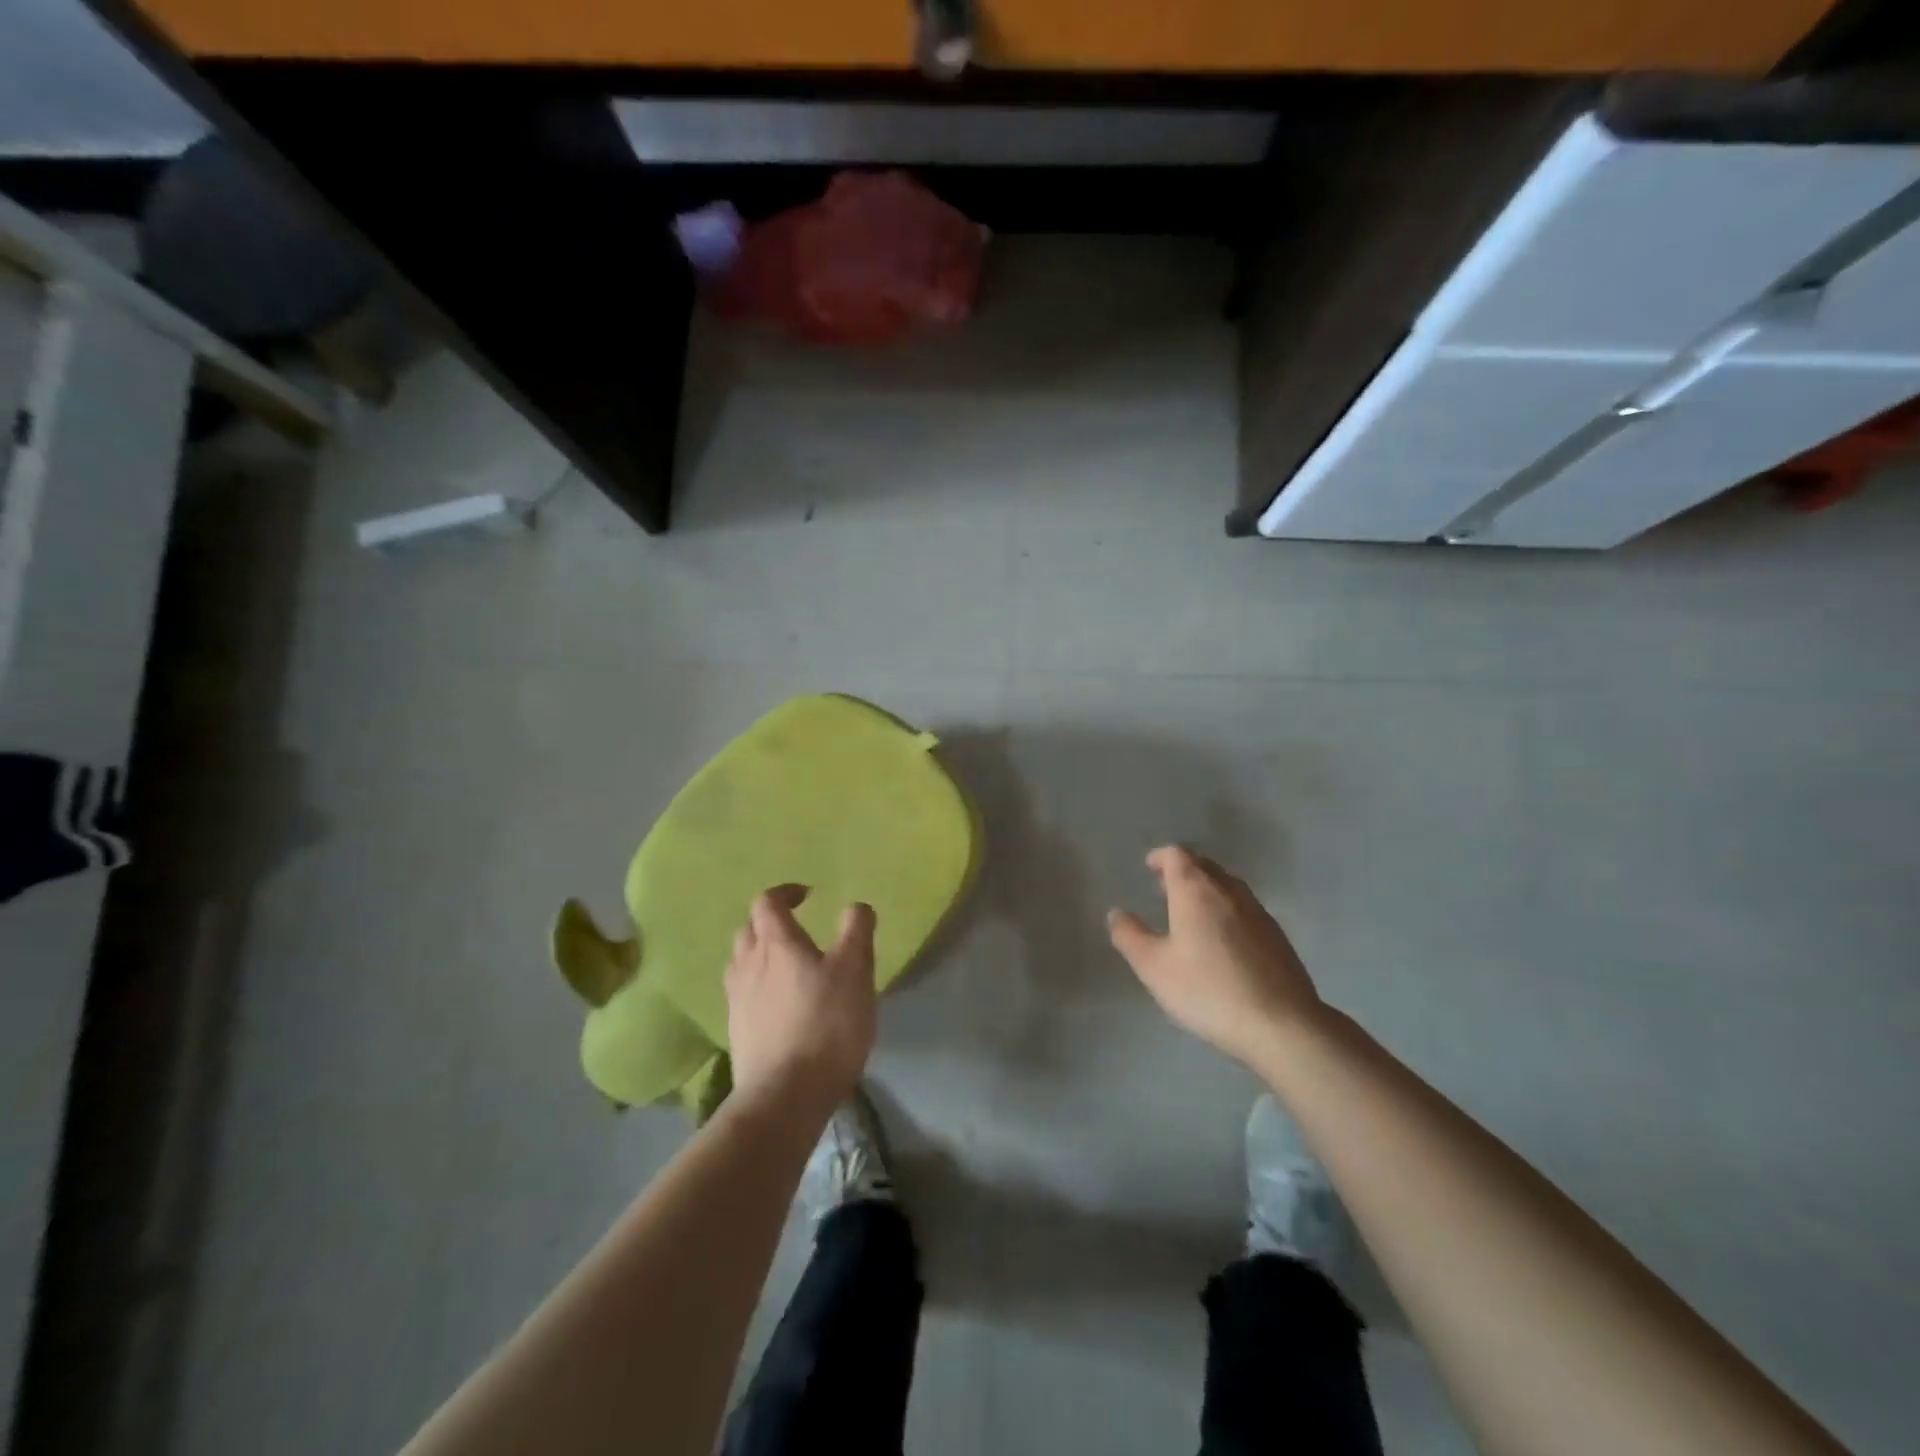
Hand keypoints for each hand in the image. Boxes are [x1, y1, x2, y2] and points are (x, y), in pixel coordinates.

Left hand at [724, 885, 877, 1104]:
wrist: (785, 1095)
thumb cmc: (826, 1024)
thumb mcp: (855, 970)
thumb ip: (857, 931)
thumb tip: (856, 905)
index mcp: (777, 943)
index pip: (767, 902)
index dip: (785, 893)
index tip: (808, 896)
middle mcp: (749, 964)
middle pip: (749, 929)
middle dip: (770, 922)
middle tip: (797, 930)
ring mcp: (737, 1000)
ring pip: (741, 962)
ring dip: (760, 954)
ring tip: (786, 967)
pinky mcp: (737, 1031)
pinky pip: (742, 994)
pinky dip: (757, 987)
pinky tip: (778, 1005)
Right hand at [1108, 846, 1322, 1067]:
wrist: (1282, 1025)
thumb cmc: (1208, 990)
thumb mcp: (1154, 967)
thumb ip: (1129, 936)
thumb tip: (1117, 913)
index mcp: (1196, 891)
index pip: (1177, 855)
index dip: (1160, 857)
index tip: (1149, 868)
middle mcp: (1229, 891)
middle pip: (1204, 865)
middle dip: (1183, 870)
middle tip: (1164, 888)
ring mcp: (1258, 912)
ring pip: (1227, 886)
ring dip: (1206, 889)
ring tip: (1191, 912)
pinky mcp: (1277, 936)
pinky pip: (1244, 908)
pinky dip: (1226, 909)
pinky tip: (1222, 940)